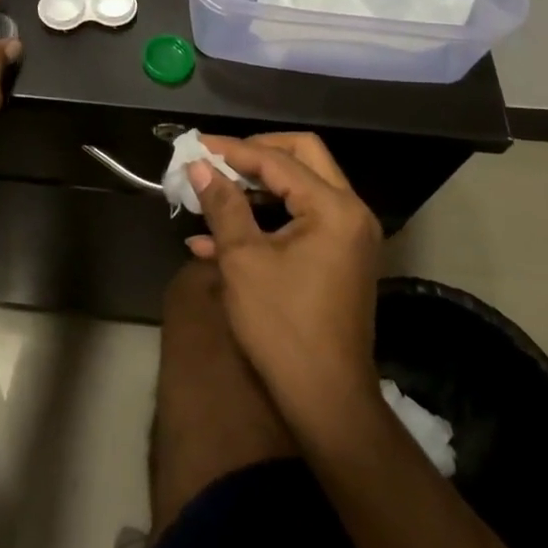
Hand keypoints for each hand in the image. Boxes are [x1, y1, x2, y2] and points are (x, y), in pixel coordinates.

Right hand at [187, 133, 383, 430]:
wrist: (326, 402)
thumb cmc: (282, 327)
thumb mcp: (243, 260)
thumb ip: (222, 205)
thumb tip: (198, 166)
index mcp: (333, 208)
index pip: (278, 160)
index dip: (233, 150)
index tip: (196, 145)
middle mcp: (350, 213)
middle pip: (302, 157)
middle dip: (254, 154)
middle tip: (217, 158)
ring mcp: (348, 237)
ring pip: (300, 187)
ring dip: (256, 186)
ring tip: (211, 193)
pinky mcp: (338, 258)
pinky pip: (301, 219)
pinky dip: (265, 218)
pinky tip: (216, 238)